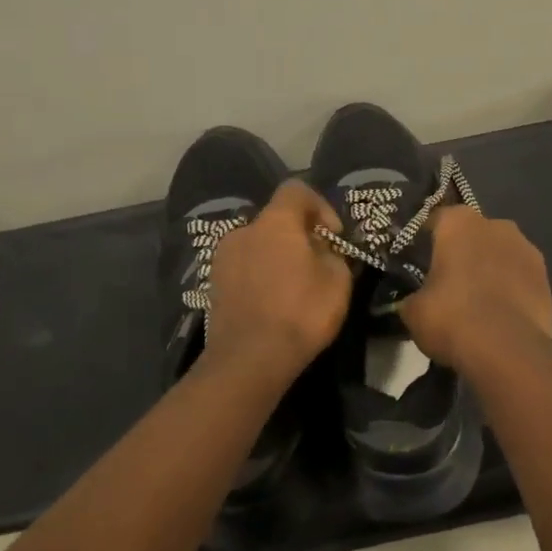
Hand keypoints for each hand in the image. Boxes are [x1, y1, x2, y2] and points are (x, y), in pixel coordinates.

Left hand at [200, 181, 352, 387]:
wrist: (248, 360)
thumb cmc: (300, 313)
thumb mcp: (338, 281)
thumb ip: (333, 255)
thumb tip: (322, 250)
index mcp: (275, 221)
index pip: (296, 190)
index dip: (320, 206)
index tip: (332, 236)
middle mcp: (244, 230)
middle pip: (276, 220)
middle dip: (298, 236)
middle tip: (316, 265)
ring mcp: (223, 257)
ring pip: (258, 245)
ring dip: (276, 257)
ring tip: (293, 288)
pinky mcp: (213, 284)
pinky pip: (244, 268)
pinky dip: (259, 276)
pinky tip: (272, 303)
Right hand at [401, 205, 551, 376]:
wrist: (507, 349)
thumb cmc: (452, 317)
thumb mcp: (413, 311)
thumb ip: (412, 296)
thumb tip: (412, 301)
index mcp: (457, 222)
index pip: (435, 221)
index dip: (424, 241)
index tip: (417, 261)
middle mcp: (494, 224)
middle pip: (472, 233)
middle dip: (462, 252)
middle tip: (448, 281)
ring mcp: (525, 247)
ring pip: (499, 252)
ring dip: (489, 267)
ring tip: (478, 299)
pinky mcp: (545, 275)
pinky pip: (519, 275)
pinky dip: (511, 287)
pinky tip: (500, 311)